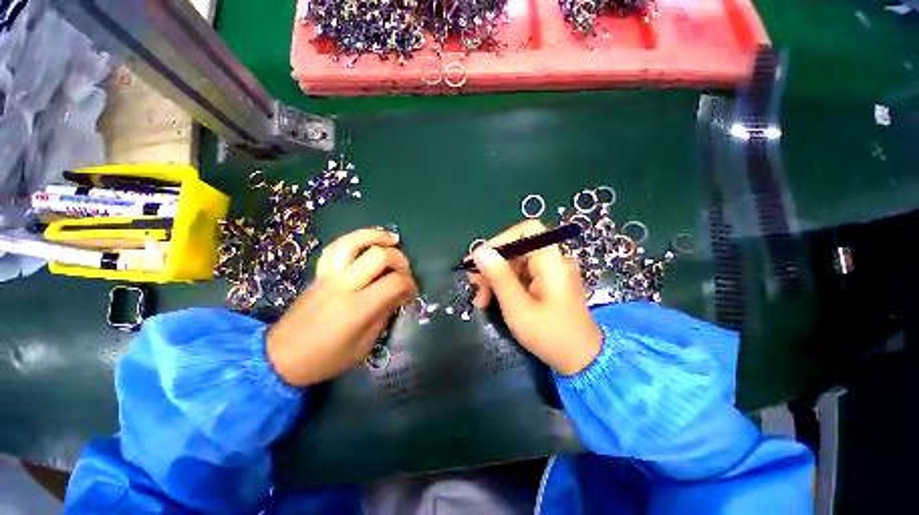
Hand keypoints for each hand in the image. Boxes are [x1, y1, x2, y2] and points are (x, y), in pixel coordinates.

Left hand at [266, 228, 417, 385]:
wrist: (281, 357)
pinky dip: (354, 238)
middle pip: (379, 256)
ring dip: (376, 236)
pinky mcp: (319, 273)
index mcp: (357, 308)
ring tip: (392, 239)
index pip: (394, 283)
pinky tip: (367, 240)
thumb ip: (384, 314)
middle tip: (405, 271)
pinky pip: (336, 247)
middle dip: (400, 260)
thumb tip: (400, 294)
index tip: (413, 293)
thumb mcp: (364, 345)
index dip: (410, 285)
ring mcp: (329, 276)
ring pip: (353, 242)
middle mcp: (344, 285)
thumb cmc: (326, 358)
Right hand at [467, 220, 601, 375]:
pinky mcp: (546, 285)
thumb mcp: (518, 307)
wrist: (583, 362)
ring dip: (495, 278)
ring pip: (516, 264)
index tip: (481, 259)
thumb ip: (499, 277)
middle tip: (473, 285)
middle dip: (493, 265)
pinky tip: (492, 301)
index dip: (502, 239)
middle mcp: (552, 262)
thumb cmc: (551, 335)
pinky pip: (521, 276)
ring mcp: (550, 274)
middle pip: (517, 249)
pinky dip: (505, 286)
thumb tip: (480, 252)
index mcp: (551, 261)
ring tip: (481, 300)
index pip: (527, 230)